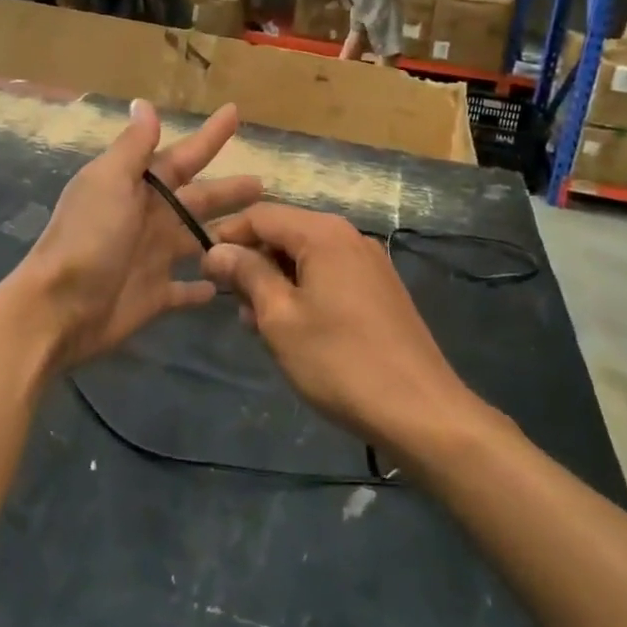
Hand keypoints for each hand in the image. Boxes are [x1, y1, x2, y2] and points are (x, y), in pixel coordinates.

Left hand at [11, 101, 259, 372]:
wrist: (59, 307)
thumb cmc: (89, 237)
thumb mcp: (110, 181)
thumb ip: (133, 146)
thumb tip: (143, 102)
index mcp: (137, 187)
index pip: (183, 156)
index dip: (208, 137)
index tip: (234, 113)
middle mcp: (147, 217)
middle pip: (198, 199)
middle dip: (228, 190)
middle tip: (264, 184)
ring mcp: (152, 257)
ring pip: (198, 240)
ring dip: (224, 235)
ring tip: (260, 232)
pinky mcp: (155, 295)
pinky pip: (186, 289)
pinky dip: (204, 287)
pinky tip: (226, 285)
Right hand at [202, 204, 472, 448]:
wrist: (422, 412)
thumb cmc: (339, 361)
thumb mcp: (280, 318)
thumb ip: (247, 274)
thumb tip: (217, 249)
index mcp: (323, 233)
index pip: (261, 215)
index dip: (228, 236)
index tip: (204, 269)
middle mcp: (348, 236)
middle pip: (286, 233)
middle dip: (254, 262)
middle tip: (234, 306)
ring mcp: (369, 263)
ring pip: (307, 257)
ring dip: (277, 281)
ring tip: (260, 325)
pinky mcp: (381, 290)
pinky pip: (330, 275)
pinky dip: (304, 292)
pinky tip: (296, 330)